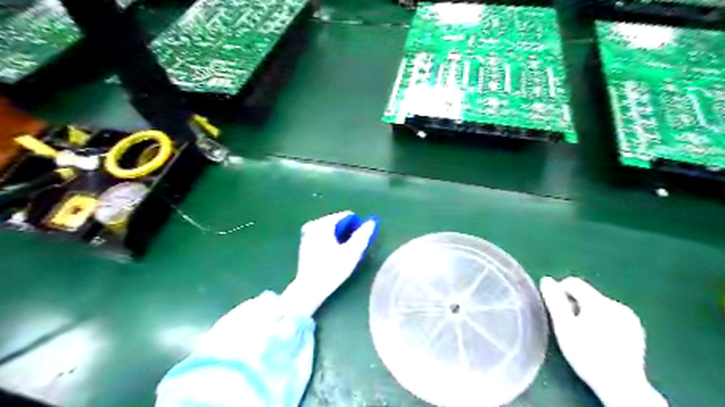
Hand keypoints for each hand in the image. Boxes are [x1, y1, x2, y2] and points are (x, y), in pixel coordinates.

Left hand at [280, 211, 376, 318]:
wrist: (310, 288)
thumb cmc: (332, 270)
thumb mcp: (352, 253)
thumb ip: (363, 235)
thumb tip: (371, 222)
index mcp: (324, 223)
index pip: (347, 216)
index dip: (357, 226)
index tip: (360, 241)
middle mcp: (314, 224)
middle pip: (338, 222)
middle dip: (348, 232)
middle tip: (353, 248)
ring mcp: (307, 233)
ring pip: (330, 229)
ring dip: (340, 237)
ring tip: (345, 252)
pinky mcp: (305, 243)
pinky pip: (323, 236)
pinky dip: (331, 241)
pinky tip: (334, 255)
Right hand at [538, 277, 668, 405]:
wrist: (621, 385)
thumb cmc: (586, 355)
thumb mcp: (564, 327)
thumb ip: (554, 301)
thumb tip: (546, 280)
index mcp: (599, 302)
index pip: (573, 283)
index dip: (559, 291)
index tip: (555, 310)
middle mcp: (616, 305)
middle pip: (586, 294)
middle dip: (574, 304)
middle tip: (568, 326)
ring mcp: (629, 318)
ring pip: (598, 305)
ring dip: (587, 313)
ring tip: (583, 334)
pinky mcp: (636, 329)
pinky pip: (611, 315)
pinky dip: (601, 321)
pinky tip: (599, 339)